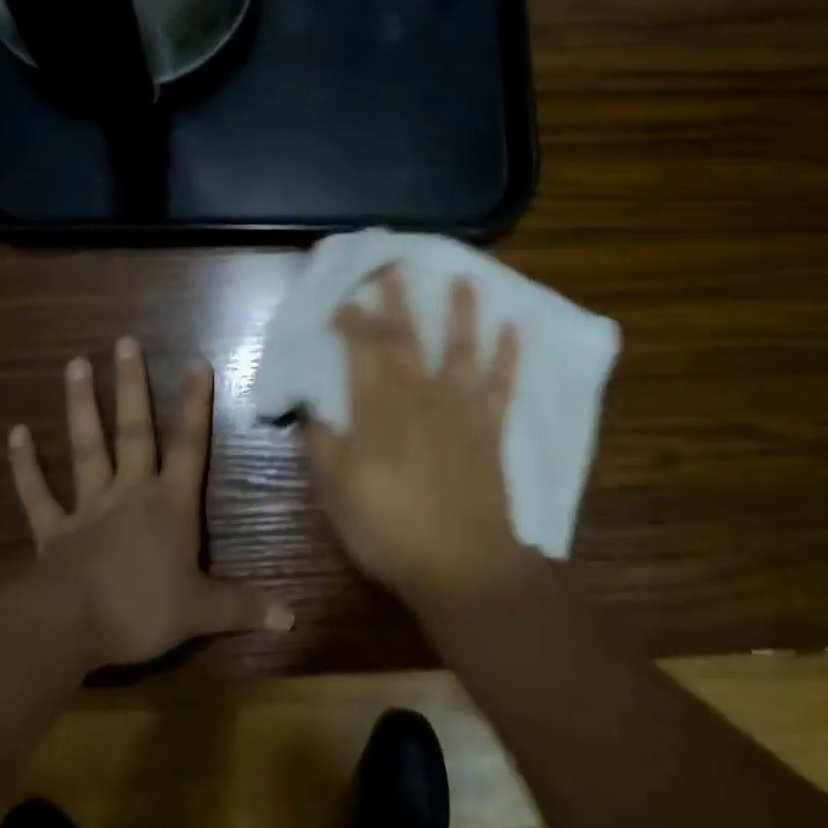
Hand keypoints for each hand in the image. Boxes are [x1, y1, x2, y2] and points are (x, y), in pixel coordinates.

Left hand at [9, 338, 292, 667]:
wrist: (69, 628)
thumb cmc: (143, 609)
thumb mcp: (203, 611)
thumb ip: (246, 606)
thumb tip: (293, 617)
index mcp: (170, 504)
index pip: (190, 446)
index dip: (196, 405)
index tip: (197, 363)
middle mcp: (131, 493)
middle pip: (135, 431)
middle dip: (133, 386)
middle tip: (125, 341)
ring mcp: (88, 508)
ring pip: (86, 448)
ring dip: (82, 407)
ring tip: (76, 364)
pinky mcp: (54, 531)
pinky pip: (38, 494)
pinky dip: (25, 465)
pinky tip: (15, 433)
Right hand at [309, 267, 532, 610]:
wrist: (460, 563)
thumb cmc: (389, 530)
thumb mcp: (336, 493)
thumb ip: (322, 446)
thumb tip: (313, 412)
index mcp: (378, 410)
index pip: (363, 350)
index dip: (354, 321)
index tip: (346, 300)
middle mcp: (420, 397)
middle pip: (407, 338)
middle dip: (398, 299)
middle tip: (394, 264)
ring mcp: (460, 409)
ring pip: (460, 349)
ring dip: (461, 312)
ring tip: (465, 279)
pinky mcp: (490, 428)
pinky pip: (501, 384)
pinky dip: (508, 355)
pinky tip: (514, 329)